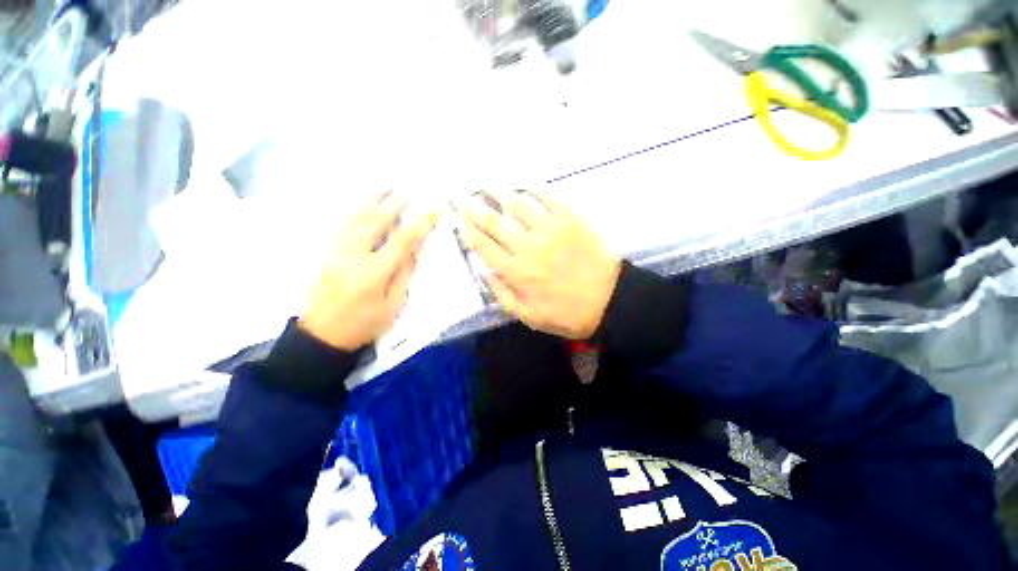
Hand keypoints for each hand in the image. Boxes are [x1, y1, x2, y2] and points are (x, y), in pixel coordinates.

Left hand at [299, 192, 439, 350]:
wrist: (321, 335)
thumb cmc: (364, 324)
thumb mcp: (394, 305)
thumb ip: (405, 274)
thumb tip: (415, 249)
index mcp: (374, 272)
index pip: (402, 240)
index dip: (421, 223)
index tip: (435, 209)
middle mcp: (354, 255)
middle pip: (375, 221)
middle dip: (394, 202)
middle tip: (409, 189)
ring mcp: (337, 251)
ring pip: (356, 218)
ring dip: (373, 200)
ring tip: (387, 186)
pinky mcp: (327, 252)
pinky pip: (344, 224)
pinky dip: (357, 210)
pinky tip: (366, 204)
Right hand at [461, 191, 620, 338]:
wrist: (610, 301)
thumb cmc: (567, 313)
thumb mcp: (529, 317)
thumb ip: (503, 295)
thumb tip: (484, 272)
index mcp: (517, 272)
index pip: (484, 247)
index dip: (469, 232)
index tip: (458, 221)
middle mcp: (529, 247)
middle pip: (495, 223)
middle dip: (475, 209)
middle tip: (462, 198)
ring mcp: (551, 230)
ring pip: (518, 205)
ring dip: (500, 194)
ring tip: (487, 185)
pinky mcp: (572, 220)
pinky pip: (549, 198)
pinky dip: (535, 189)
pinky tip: (525, 185)